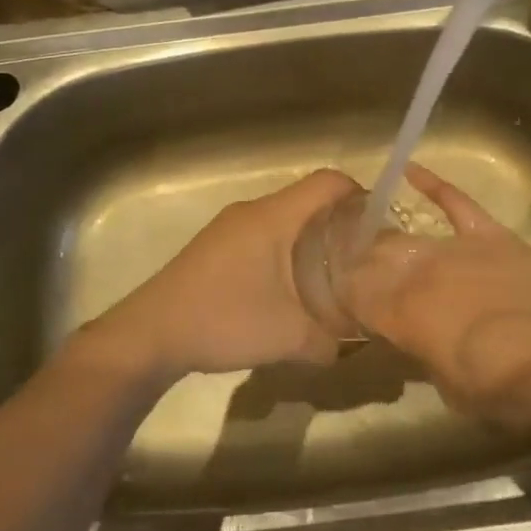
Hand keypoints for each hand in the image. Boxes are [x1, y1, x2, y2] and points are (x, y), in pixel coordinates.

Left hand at [74, 169, 359, 385]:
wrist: (150, 333)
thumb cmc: (223, 320)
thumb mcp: (287, 337)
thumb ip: (329, 342)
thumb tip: (351, 348)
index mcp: (273, 217)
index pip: (328, 182)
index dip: (360, 195)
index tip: (380, 227)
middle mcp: (253, 211)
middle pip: (308, 199)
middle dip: (340, 223)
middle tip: (363, 258)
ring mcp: (230, 227)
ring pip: (285, 218)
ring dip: (311, 238)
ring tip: (332, 275)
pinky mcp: (217, 245)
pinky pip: (264, 233)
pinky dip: (286, 249)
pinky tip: (290, 288)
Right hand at [342, 164, 530, 428]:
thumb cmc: (516, 388)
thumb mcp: (457, 391)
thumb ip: (424, 357)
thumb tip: (410, 337)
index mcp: (409, 318)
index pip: (358, 298)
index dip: (344, 297)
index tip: (336, 300)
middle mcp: (423, 276)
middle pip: (375, 263)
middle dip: (356, 267)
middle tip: (348, 271)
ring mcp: (457, 249)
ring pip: (407, 237)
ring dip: (382, 238)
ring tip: (364, 234)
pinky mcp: (489, 235)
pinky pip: (455, 202)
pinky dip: (433, 185)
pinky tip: (408, 169)